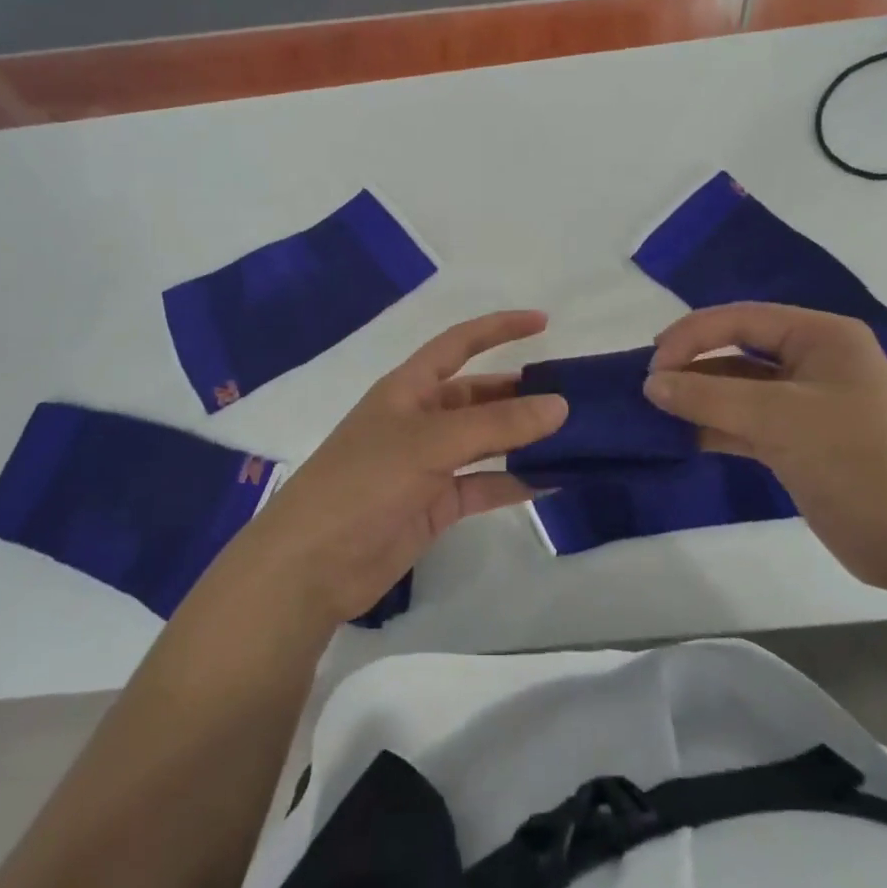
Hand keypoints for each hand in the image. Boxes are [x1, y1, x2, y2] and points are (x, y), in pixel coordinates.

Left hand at [224, 311, 566, 627]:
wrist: (312, 564)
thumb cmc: (364, 482)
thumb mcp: (430, 443)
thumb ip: (496, 425)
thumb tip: (559, 405)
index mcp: (409, 388)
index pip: (459, 344)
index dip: (498, 328)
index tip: (543, 322)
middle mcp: (420, 420)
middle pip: (479, 396)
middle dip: (520, 393)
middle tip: (573, 397)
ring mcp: (428, 465)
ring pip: (486, 442)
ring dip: (524, 439)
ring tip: (574, 437)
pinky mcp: (435, 505)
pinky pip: (484, 486)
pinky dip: (515, 483)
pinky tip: (553, 482)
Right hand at [643, 303, 886, 589]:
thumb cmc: (857, 460)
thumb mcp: (780, 420)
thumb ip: (709, 397)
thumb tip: (650, 384)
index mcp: (822, 336)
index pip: (743, 319)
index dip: (693, 334)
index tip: (653, 363)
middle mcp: (813, 361)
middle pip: (738, 350)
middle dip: (693, 365)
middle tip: (649, 386)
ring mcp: (805, 404)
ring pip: (738, 389)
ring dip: (699, 398)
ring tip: (654, 410)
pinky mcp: (798, 442)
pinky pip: (745, 422)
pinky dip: (714, 426)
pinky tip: (680, 436)